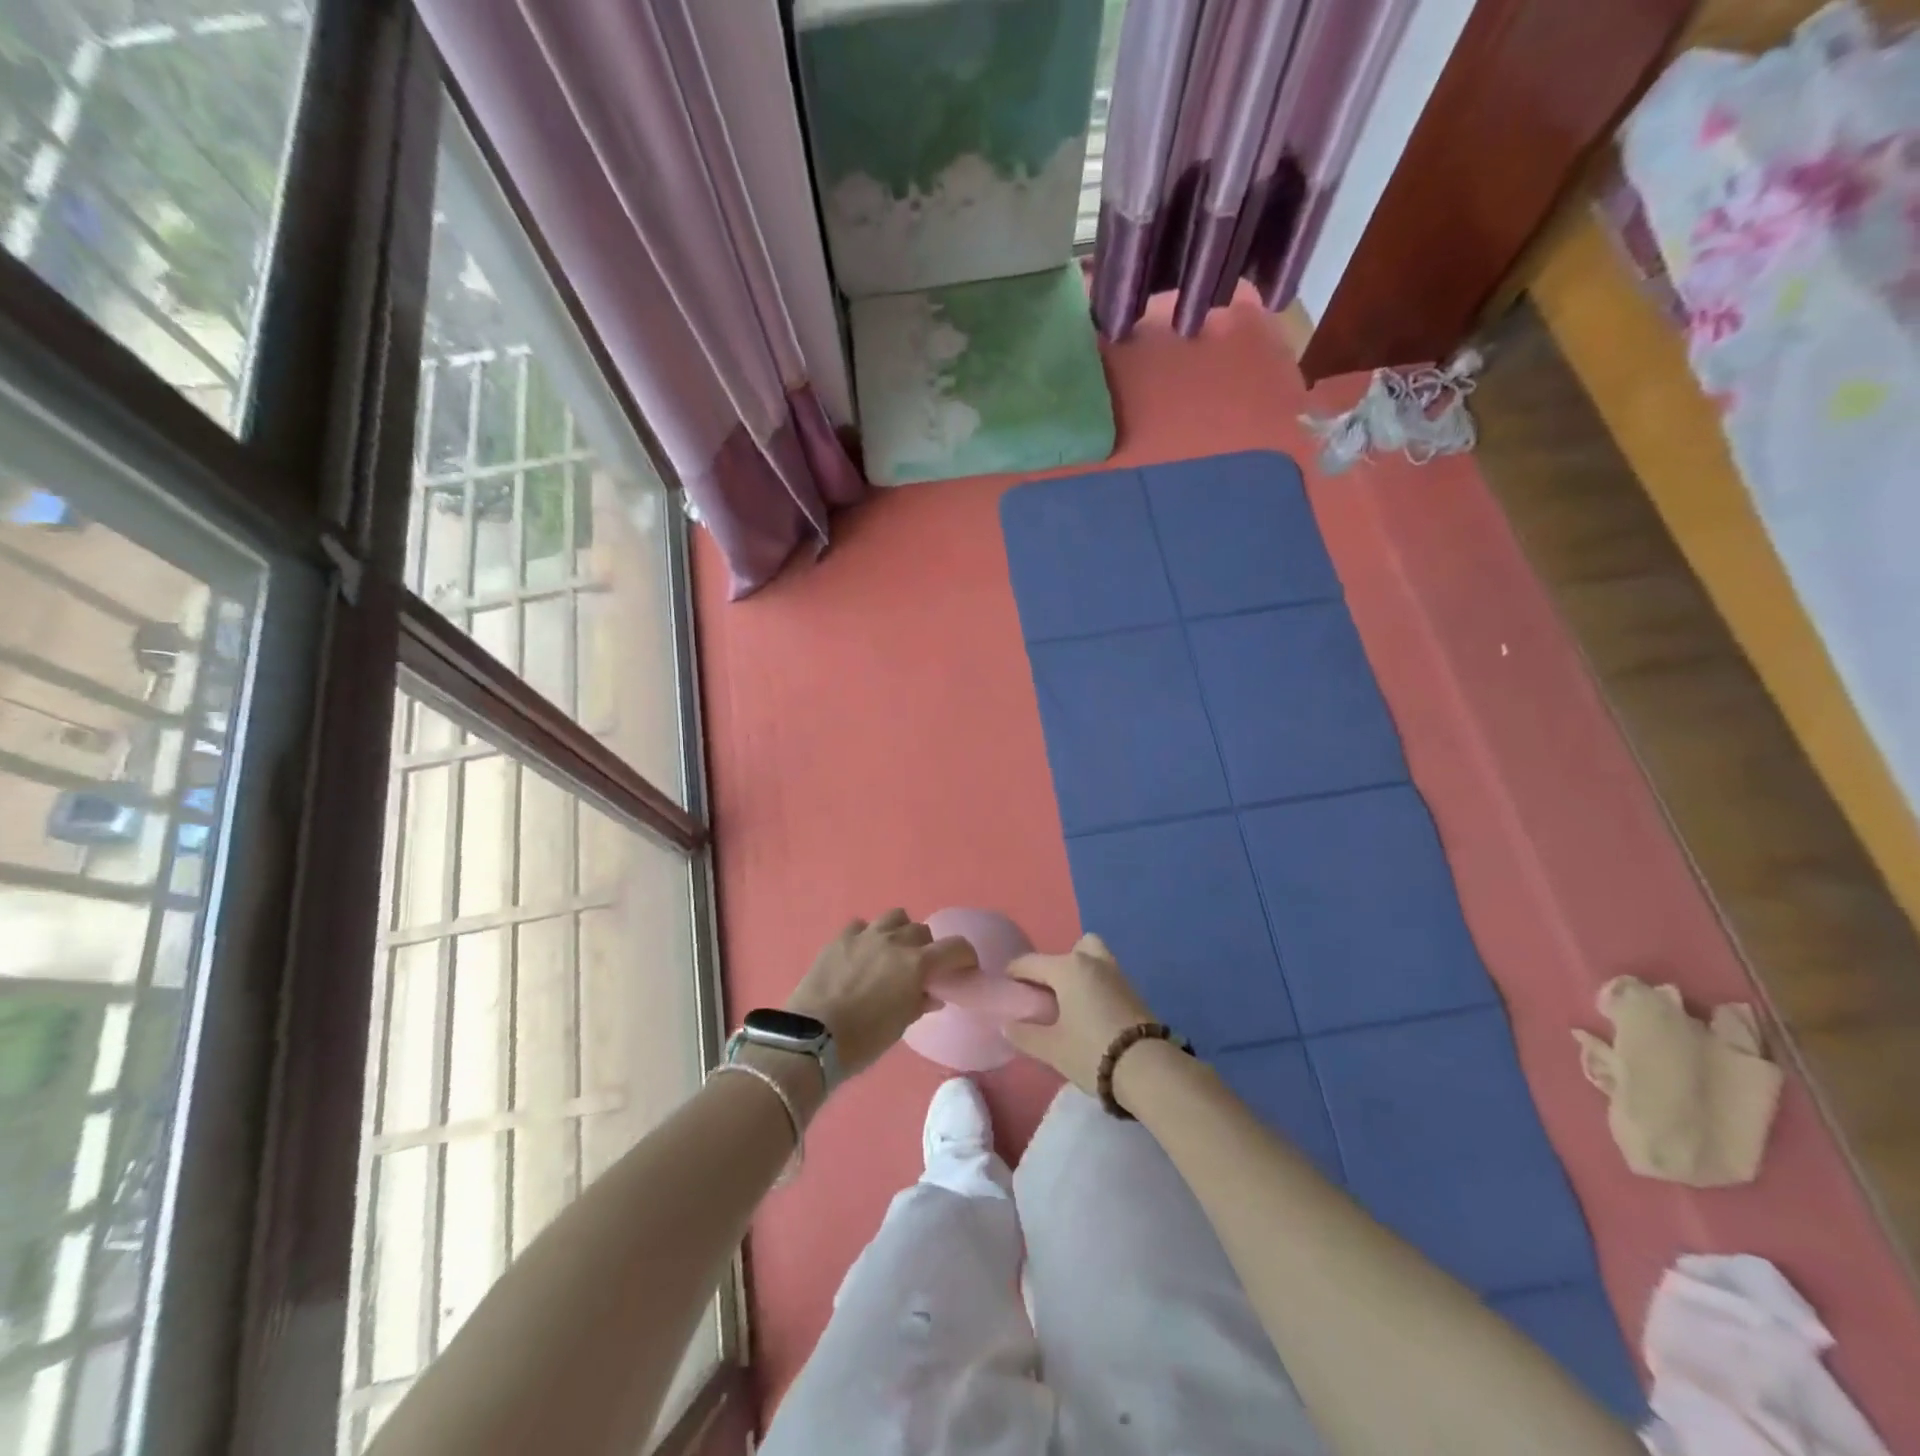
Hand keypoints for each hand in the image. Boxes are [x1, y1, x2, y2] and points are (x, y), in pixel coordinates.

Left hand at [787, 909, 977, 1077]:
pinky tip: (862, 952)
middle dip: (928, 948)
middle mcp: (895, 941)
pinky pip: (862, 926)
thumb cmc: (864, 1040)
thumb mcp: (900, 1026)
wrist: (813, 1037)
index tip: (965, 968)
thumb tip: (931, 994)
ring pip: (895, 917)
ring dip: (900, 932)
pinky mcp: (840, 938)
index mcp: (917, 964)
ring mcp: (866, 936)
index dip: (965, 956)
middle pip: (923, 932)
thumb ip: (919, 1002)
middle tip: (921, 969)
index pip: (955, 947)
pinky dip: (867, 935)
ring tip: (892, 952)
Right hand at [1005, 933, 1154, 1094]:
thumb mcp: (1051, 1049)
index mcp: (1067, 968)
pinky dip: (1095, 984)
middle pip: (1069, 950)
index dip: (1014, 972)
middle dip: (1055, 965)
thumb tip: (1006, 1025)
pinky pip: (1106, 975)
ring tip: (1069, 1001)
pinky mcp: (1133, 990)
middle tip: (1046, 993)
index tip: (1005, 985)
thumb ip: (1024, 1034)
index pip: (1031, 962)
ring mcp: (1116, 973)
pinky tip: (1089, 1011)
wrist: (1148, 1069)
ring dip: (1079, 971)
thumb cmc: (1091, 1052)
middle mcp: (1091, 961)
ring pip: (1093, 957)